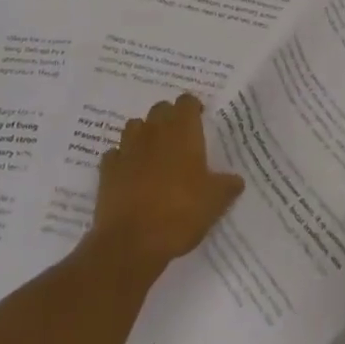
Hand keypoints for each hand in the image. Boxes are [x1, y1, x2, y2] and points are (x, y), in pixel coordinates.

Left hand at [92, 94, 244, 271]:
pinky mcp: (107, 169)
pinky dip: (122, 159)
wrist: (131, 242)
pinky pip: (115, 154)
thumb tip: (236, 180)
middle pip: (160, 109)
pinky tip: (129, 175)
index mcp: (182, 132)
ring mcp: (127, 148)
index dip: (193, 108)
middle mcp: (153, 131)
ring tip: (153, 154)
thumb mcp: (214, 202)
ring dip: (144, 135)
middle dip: (169, 118)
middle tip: (179, 140)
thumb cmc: (180, 213)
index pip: (186, 101)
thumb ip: (227, 186)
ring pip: (134, 126)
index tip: (199, 120)